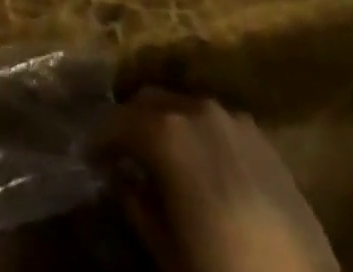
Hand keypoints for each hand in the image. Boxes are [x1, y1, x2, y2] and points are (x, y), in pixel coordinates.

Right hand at [104, 91, 338, 271]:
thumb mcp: (166, 252)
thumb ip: (137, 206)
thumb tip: (122, 179)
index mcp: (167, 132)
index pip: (117, 120)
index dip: (100, 139)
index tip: (90, 159)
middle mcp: (198, 110)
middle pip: (151, 100)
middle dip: (132, 123)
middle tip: (122, 157)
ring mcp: (234, 120)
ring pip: (185, 107)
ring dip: (167, 125)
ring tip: (161, 161)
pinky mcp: (263, 139)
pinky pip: (217, 124)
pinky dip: (199, 135)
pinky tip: (202, 169)